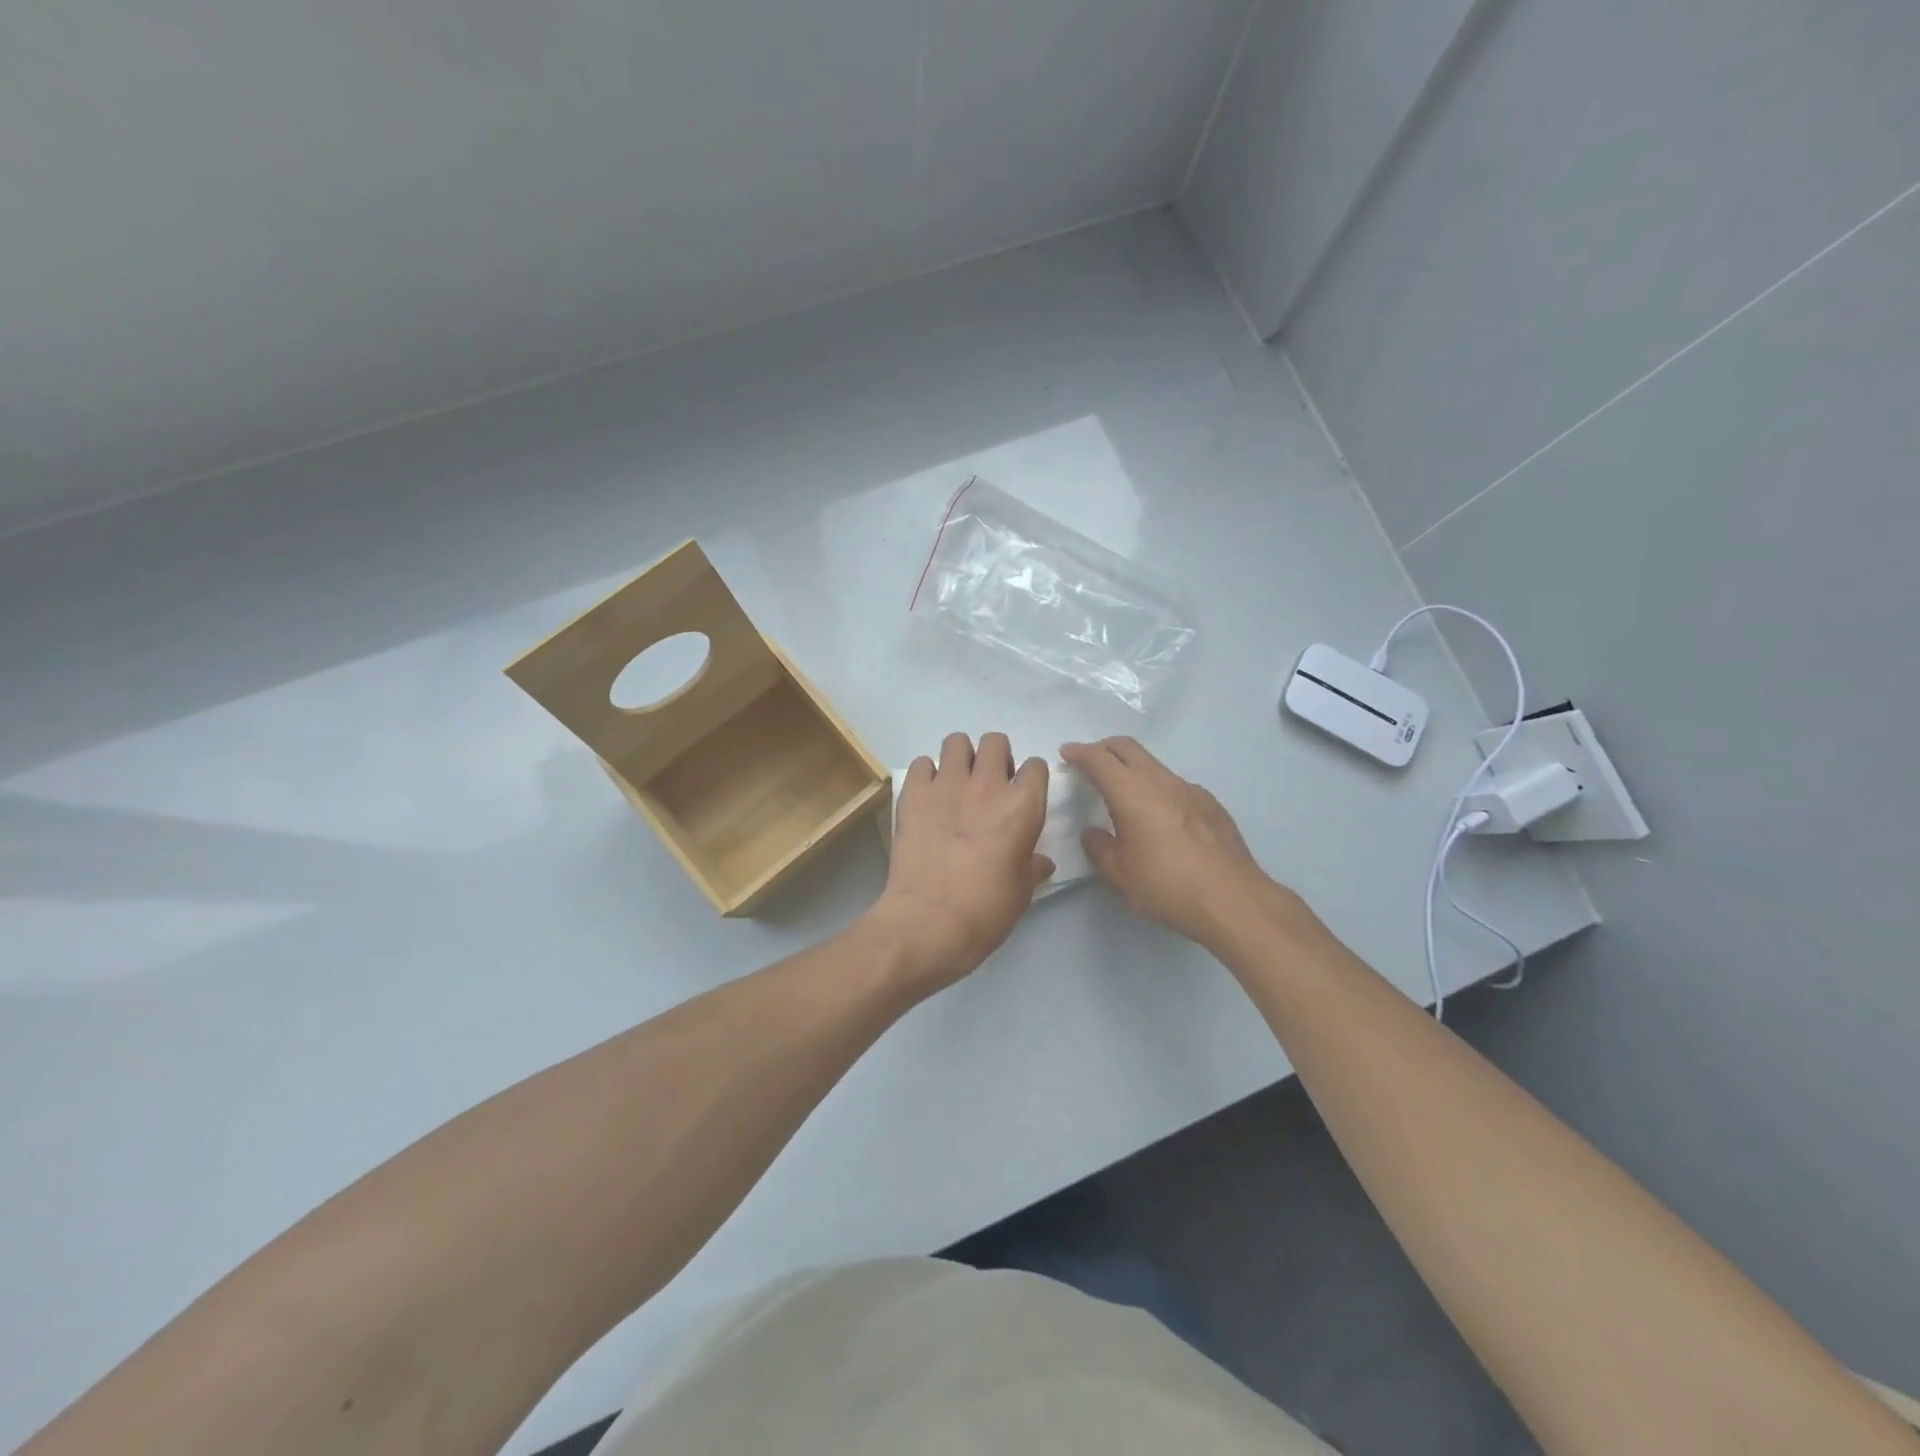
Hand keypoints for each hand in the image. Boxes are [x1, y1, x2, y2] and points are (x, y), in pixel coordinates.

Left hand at [870, 732, 1053, 989]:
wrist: (928, 921)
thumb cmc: (985, 911)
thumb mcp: (1022, 892)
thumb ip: (1032, 867)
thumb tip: (1041, 861)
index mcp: (1024, 806)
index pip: (1036, 766)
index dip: (1030, 778)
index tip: (1022, 794)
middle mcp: (988, 784)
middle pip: (995, 742)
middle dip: (995, 757)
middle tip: (988, 785)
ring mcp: (947, 784)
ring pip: (957, 741)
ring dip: (960, 758)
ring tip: (956, 784)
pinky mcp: (913, 793)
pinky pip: (922, 764)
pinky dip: (926, 775)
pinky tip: (927, 797)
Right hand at [1062, 736, 1302, 946]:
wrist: (1233, 900)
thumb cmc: (1167, 887)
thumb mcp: (1119, 874)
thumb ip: (1099, 847)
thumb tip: (1093, 832)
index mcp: (1132, 792)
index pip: (1099, 759)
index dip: (1080, 752)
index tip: (1067, 752)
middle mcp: (1161, 781)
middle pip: (1128, 748)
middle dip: (1104, 749)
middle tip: (1089, 762)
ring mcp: (1191, 790)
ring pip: (1154, 765)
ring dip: (1132, 769)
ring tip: (1123, 794)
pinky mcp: (1211, 805)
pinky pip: (1176, 786)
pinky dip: (1157, 789)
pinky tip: (1160, 819)